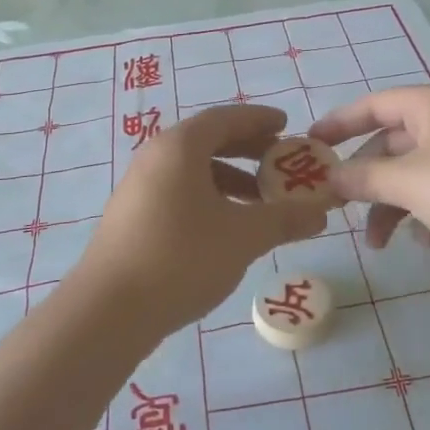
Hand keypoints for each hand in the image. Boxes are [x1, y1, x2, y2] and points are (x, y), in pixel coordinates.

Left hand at [70, 104, 327, 338]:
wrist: (108, 311)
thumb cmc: (181, 257)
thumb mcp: (243, 236)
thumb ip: (284, 219)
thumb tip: (321, 212)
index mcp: (180, 147)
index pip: (225, 118)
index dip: (259, 120)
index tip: (286, 125)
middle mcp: (155, 158)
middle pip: (208, 141)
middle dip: (248, 150)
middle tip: (280, 163)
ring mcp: (139, 188)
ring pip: (193, 171)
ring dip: (230, 180)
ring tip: (261, 203)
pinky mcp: (132, 218)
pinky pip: (179, 192)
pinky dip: (209, 199)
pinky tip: (227, 229)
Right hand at [311, 86, 429, 266]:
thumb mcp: (410, 182)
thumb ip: (364, 178)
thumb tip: (329, 177)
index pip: (372, 105)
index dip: (339, 124)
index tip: (310, 146)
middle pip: (393, 144)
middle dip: (366, 180)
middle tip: (341, 209)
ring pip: (417, 173)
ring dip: (394, 205)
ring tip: (380, 243)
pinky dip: (427, 213)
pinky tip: (427, 243)